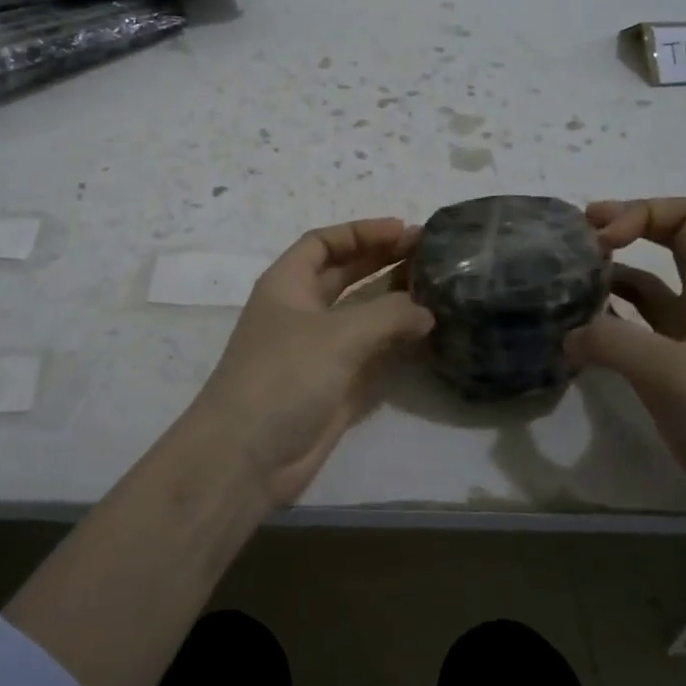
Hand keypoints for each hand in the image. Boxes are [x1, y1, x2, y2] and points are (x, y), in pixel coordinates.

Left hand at [185, 218, 433, 505]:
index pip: (323, 243)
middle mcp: (302, 312)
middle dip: (383, 261)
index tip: (403, 230)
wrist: (248, 455)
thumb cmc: (284, 377)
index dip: (361, 232)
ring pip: (362, 314)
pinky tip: (426, 332)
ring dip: (394, 300)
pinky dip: (395, 340)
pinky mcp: (335, 384)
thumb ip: (388, 315)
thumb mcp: (338, 334)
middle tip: (430, 254)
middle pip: (346, 274)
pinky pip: (371, 352)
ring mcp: (319, 350)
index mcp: (287, 285)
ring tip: (438, 287)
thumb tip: (425, 312)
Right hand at [567, 198, 685, 527]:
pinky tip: (575, 337)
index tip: (600, 239)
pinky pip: (633, 333)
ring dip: (606, 280)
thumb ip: (613, 342)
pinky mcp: (674, 373)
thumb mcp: (673, 373)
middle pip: (663, 244)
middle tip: (571, 243)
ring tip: (562, 287)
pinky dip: (604, 326)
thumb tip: (567, 333)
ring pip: (643, 290)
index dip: (641, 213)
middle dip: (619, 233)